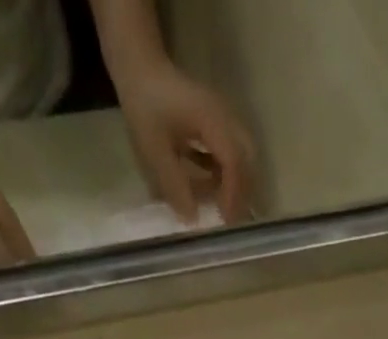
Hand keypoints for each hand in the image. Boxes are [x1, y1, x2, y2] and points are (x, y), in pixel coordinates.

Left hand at [114, 60, 254, 222]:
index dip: (232, 194)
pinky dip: (226, 172)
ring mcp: (223, 118)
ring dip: (235, 183)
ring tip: (221, 207)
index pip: (233, 161)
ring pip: (243, 155)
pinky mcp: (217, 122)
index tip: (225, 221)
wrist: (140, 67)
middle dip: (242, 191)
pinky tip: (211, 186)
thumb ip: (173, 185)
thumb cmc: (145, 106)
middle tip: (229, 218)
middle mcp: (225, 117)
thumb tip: (192, 219)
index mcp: (212, 121)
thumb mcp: (154, 150)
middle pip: (247, 158)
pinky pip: (231, 151)